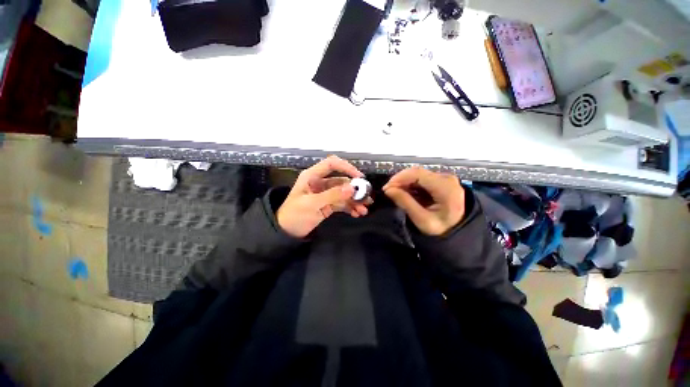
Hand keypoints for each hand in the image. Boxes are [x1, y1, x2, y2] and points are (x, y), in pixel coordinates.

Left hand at [277, 156, 371, 237]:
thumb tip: (352, 189)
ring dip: (354, 201)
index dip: (346, 167)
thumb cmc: (294, 214)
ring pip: (344, 193)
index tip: (359, 178)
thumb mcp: (311, 204)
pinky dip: (350, 207)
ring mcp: (326, 194)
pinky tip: (357, 214)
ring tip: (364, 210)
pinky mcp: (328, 204)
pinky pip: (342, 203)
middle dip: (355, 190)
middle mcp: (321, 182)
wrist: (286, 232)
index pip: (332, 164)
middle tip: (367, 199)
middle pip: (342, 181)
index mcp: (313, 176)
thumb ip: (332, 195)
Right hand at [383, 167, 464, 235]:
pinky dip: (410, 184)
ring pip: (417, 174)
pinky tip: (404, 192)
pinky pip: (421, 178)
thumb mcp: (422, 220)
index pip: (417, 174)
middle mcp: (446, 178)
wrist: (458, 230)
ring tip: (395, 193)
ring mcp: (444, 178)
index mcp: (445, 187)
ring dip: (404, 182)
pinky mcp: (440, 180)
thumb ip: (405, 203)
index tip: (386, 188)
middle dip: (399, 180)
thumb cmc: (442, 228)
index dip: (399, 178)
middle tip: (388, 191)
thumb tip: (388, 190)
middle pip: (417, 172)